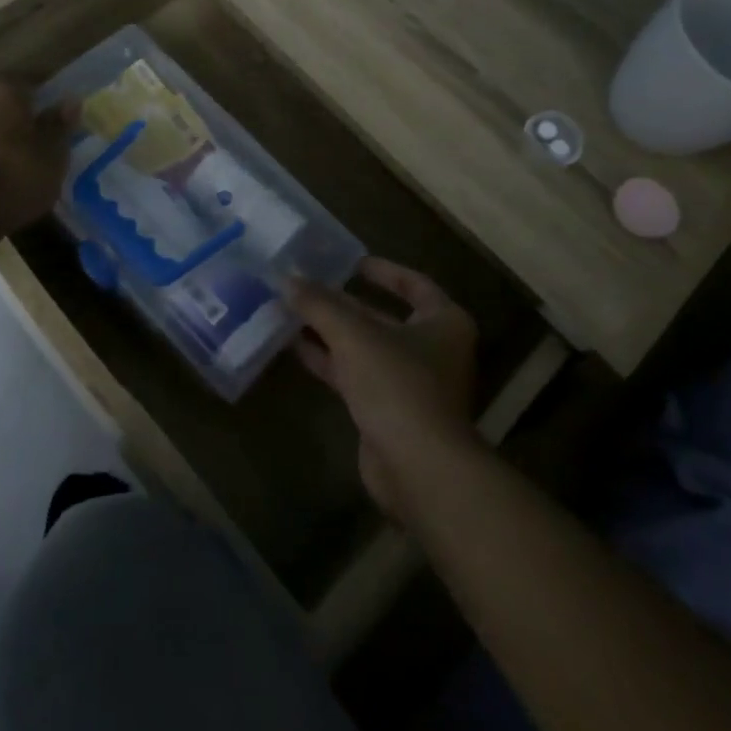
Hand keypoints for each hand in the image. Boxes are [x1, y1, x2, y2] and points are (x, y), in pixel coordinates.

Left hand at [0, 79, 74, 236]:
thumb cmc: (15, 174)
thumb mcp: (53, 153)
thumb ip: (60, 125)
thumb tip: (70, 101)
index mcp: (1, 89)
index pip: (27, 89)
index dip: (41, 109)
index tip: (52, 129)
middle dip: (12, 124)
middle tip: (32, 150)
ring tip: (12, 173)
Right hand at [288, 259, 479, 524]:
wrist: (418, 469)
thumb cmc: (398, 385)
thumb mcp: (354, 335)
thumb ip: (320, 304)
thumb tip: (287, 278)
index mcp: (443, 322)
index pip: (413, 284)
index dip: (382, 271)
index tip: (349, 261)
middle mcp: (432, 349)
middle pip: (382, 316)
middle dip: (343, 303)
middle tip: (305, 284)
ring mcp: (410, 383)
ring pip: (364, 347)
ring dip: (329, 331)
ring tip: (290, 310)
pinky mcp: (388, 411)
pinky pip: (354, 374)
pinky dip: (328, 360)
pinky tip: (294, 346)